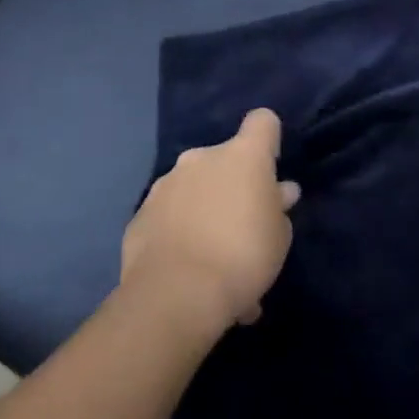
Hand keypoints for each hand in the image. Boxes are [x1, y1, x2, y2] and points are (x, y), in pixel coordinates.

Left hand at [120, 109, 300, 331]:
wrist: (175, 297)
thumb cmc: (243, 255)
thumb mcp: (279, 236)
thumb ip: (277, 207)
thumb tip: (279, 192)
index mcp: (243, 155)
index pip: (262, 121)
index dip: (268, 140)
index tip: (270, 168)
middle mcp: (201, 158)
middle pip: (224, 158)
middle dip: (232, 183)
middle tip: (241, 224)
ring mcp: (165, 185)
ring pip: (193, 187)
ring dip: (203, 207)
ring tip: (211, 254)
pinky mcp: (139, 217)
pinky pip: (168, 216)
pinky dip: (177, 232)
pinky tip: (184, 267)